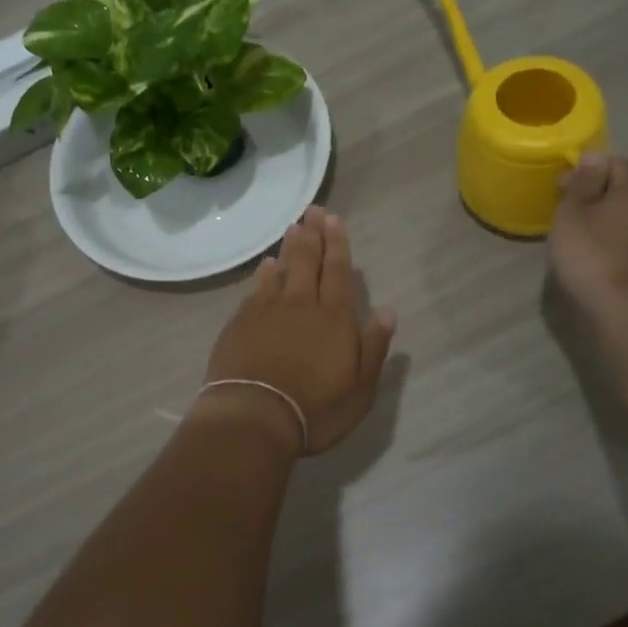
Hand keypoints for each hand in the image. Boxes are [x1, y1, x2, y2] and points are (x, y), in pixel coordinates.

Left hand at [201, 206, 396, 456]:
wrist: (254, 416)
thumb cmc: (315, 408)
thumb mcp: (360, 388)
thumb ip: (373, 347)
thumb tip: (386, 312)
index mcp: (333, 318)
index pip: (338, 272)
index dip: (337, 244)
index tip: (334, 220)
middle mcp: (301, 304)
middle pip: (308, 261)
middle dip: (313, 234)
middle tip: (313, 211)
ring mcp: (267, 311)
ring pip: (281, 270)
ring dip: (288, 247)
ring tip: (293, 228)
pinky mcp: (241, 322)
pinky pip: (256, 289)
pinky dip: (263, 274)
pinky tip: (265, 266)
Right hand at [548, 155, 627, 310]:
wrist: (620, 307)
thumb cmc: (590, 253)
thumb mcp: (572, 213)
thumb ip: (582, 183)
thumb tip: (593, 158)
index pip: (618, 162)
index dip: (588, 167)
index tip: (563, 185)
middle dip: (620, 175)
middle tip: (590, 187)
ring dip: (619, 200)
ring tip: (585, 214)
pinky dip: (620, 221)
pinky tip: (596, 235)